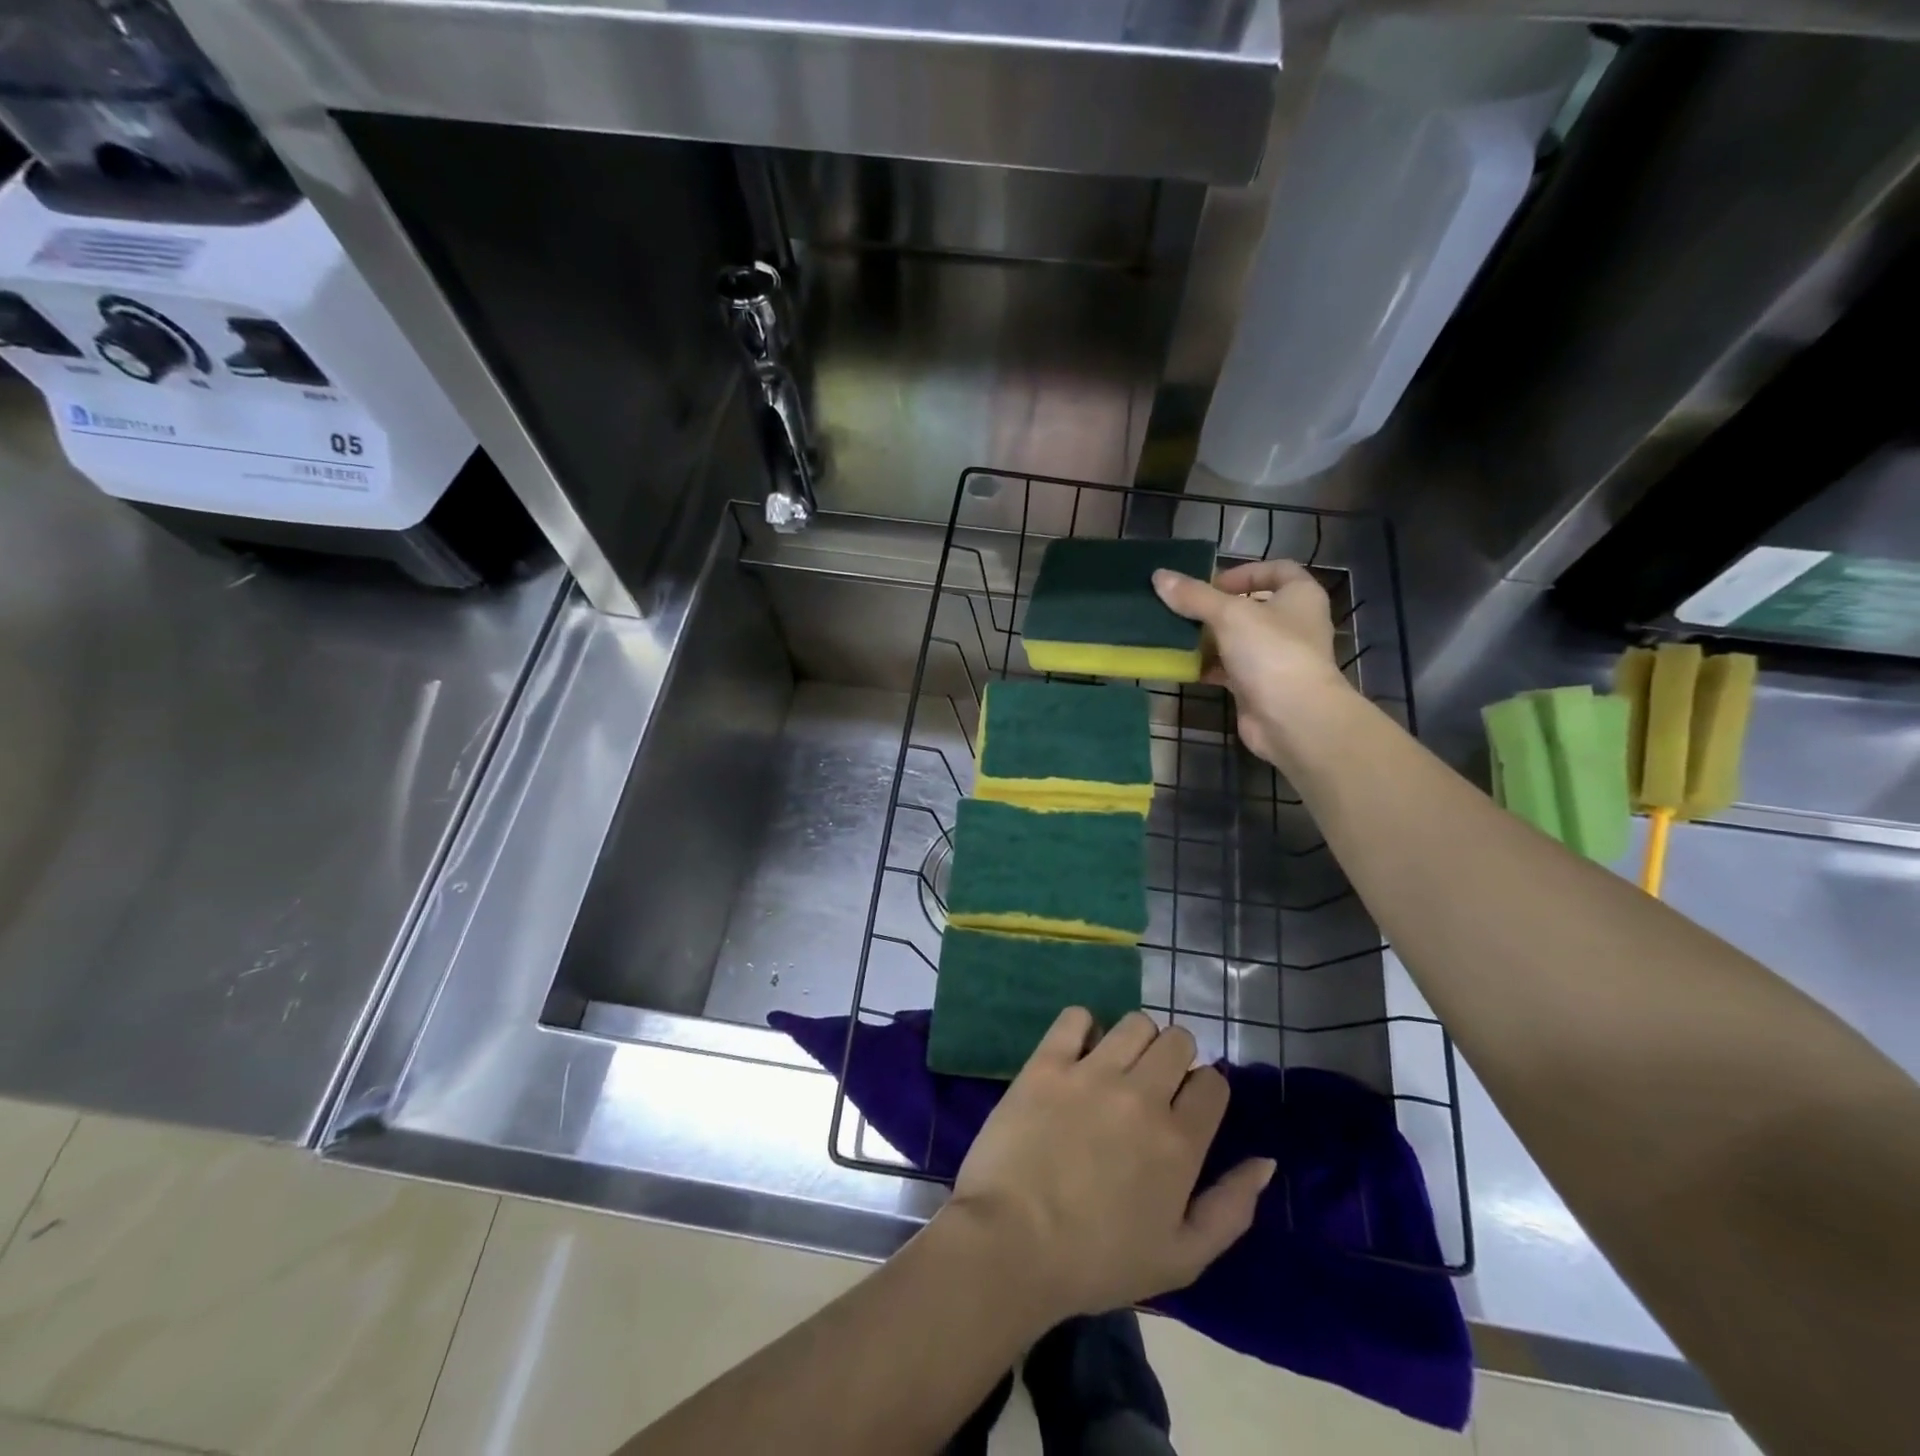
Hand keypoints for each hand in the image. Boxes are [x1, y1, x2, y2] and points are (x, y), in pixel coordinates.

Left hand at [943, 1009, 1275, 1324]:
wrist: (1011, 1245)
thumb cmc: (1097, 1261)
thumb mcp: (1182, 1259)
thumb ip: (1231, 1208)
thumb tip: (1264, 1161)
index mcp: (1179, 1141)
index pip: (1214, 1082)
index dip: (1205, 1092)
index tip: (1187, 1110)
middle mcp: (1141, 1095)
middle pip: (1178, 1041)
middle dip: (1175, 1059)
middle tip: (1153, 1087)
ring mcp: (1091, 1073)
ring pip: (1135, 1023)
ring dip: (1135, 1041)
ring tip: (1117, 1068)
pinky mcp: (1047, 1063)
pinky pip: (1076, 1017)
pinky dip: (1083, 1027)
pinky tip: (1078, 1053)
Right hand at [1153, 561, 1352, 772]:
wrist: (1292, 718)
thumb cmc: (1271, 652)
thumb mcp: (1229, 614)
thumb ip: (1194, 596)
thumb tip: (1158, 576)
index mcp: (1300, 596)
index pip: (1277, 570)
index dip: (1244, 572)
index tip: (1212, 583)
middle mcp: (1293, 624)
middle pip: (1252, 606)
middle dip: (1217, 608)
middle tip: (1184, 609)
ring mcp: (1277, 657)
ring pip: (1238, 639)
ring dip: (1209, 638)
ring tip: (1176, 635)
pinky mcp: (1260, 686)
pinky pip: (1230, 668)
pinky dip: (1209, 666)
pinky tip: (1183, 666)